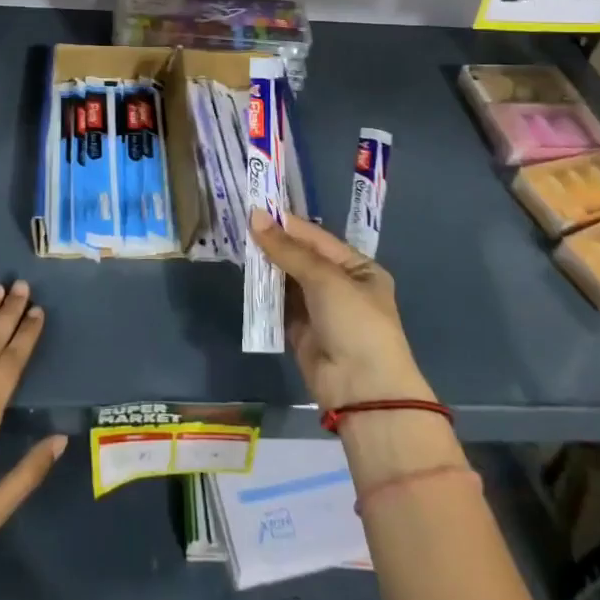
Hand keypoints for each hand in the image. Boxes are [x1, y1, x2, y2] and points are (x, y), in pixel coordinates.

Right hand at [251, 211, 432, 410]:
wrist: (362, 391)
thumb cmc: (355, 323)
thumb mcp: (324, 278)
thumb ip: (287, 249)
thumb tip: (254, 216)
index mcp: (358, 268)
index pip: (317, 238)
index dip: (287, 224)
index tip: (255, 208)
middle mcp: (340, 286)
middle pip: (301, 258)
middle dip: (274, 245)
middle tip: (239, 225)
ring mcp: (320, 310)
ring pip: (288, 281)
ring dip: (266, 267)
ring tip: (237, 246)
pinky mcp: (301, 332)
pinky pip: (279, 305)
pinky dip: (264, 294)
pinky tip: (245, 277)